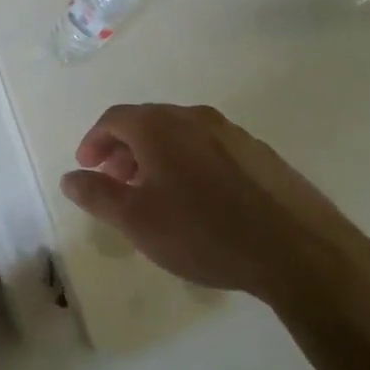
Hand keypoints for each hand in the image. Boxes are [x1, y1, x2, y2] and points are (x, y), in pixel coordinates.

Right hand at [59, 103, 369, 318]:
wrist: (299, 251)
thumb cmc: (204, 233)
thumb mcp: (137, 221)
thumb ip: (97, 195)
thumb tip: (70, 177)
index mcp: (160, 126)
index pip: (114, 119)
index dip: (94, 141)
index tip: (87, 167)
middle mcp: (195, 118)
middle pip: (148, 122)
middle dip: (124, 149)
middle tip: (114, 181)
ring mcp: (233, 133)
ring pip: (181, 135)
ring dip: (156, 156)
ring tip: (153, 192)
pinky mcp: (261, 154)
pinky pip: (210, 148)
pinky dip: (189, 163)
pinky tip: (197, 199)